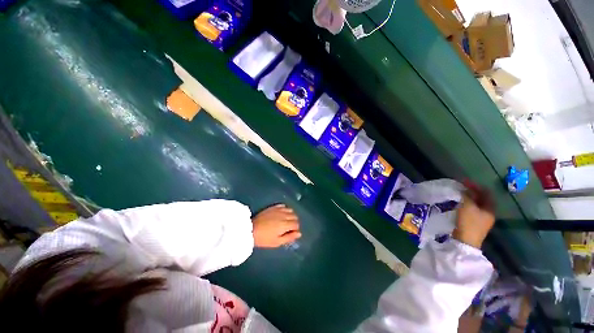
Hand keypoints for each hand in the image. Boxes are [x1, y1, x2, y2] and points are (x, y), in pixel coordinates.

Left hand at [252, 204, 300, 247]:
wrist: (249, 230)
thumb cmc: (264, 239)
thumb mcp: (277, 242)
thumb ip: (289, 237)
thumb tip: (299, 234)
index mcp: (285, 224)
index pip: (296, 224)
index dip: (295, 229)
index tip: (290, 233)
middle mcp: (283, 215)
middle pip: (294, 216)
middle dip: (293, 222)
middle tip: (288, 229)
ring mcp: (277, 210)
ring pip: (290, 210)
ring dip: (290, 215)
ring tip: (285, 221)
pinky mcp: (271, 208)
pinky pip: (282, 206)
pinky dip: (284, 209)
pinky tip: (281, 214)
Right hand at [452, 183, 495, 248]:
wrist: (463, 245)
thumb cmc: (469, 223)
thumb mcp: (467, 205)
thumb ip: (466, 194)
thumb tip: (464, 190)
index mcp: (490, 209)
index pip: (486, 192)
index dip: (476, 185)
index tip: (465, 183)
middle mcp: (488, 215)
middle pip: (481, 200)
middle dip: (472, 193)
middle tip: (462, 189)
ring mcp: (482, 223)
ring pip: (476, 207)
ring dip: (469, 201)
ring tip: (460, 197)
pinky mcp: (474, 228)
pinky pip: (472, 214)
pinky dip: (467, 209)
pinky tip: (460, 207)